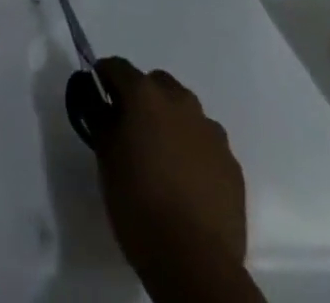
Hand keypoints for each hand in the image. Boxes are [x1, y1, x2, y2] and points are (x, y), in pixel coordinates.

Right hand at [93, 58, 250, 288]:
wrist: (195, 263)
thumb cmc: (138, 203)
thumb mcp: (105, 158)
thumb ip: (101, 121)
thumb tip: (101, 106)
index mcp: (145, 94)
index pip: (117, 66)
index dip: (103, 77)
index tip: (97, 95)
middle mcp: (180, 102)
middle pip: (156, 83)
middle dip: (142, 97)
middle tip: (131, 127)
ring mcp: (211, 133)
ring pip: (185, 112)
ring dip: (171, 122)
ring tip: (162, 156)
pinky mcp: (232, 165)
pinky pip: (207, 143)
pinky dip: (193, 150)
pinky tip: (186, 180)